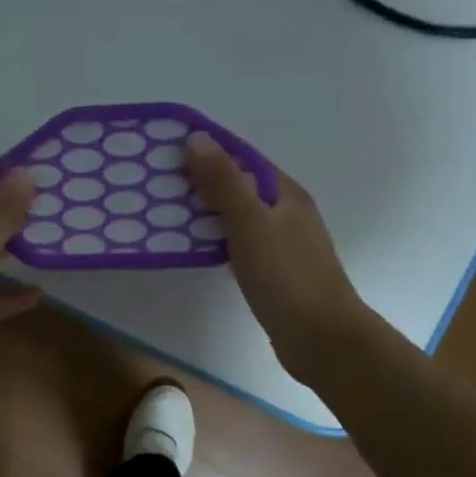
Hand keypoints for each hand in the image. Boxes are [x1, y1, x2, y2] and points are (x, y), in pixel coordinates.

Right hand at [186, 133, 371, 383]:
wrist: (321, 338)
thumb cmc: (287, 276)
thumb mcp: (251, 223)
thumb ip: (223, 182)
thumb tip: (196, 138)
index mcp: (284, 193)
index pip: (241, 157)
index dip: (206, 147)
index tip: (166, 146)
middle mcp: (284, 212)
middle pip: (237, 185)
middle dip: (199, 179)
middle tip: (154, 181)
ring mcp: (280, 244)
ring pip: (235, 216)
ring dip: (203, 211)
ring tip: (162, 211)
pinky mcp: (271, 272)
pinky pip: (236, 243)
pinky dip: (212, 239)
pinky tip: (190, 248)